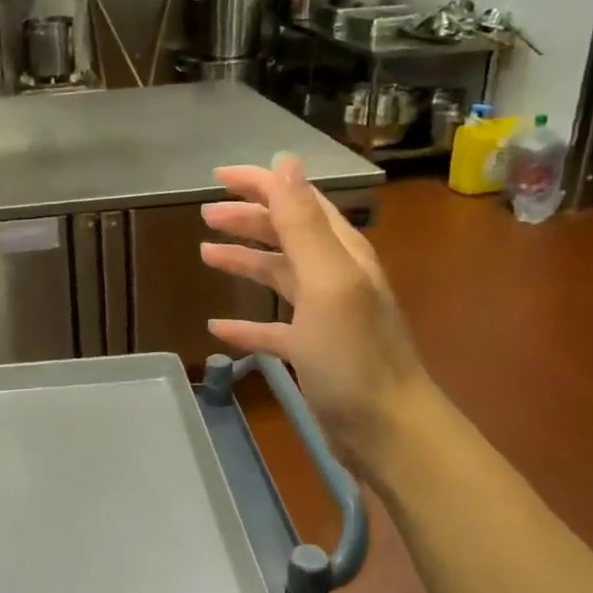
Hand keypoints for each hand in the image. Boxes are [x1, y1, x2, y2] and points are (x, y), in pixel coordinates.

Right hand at [199, 154, 431, 483]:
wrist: (386, 429)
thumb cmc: (353, 353)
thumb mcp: (327, 281)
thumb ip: (304, 223)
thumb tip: (285, 163)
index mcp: (341, 254)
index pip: (299, 202)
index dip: (261, 184)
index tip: (218, 177)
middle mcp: (335, 277)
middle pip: (287, 235)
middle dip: (248, 219)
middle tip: (206, 215)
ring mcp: (324, 316)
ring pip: (278, 276)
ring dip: (245, 261)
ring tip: (206, 254)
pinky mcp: (313, 352)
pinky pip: (272, 328)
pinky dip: (246, 323)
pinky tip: (219, 327)